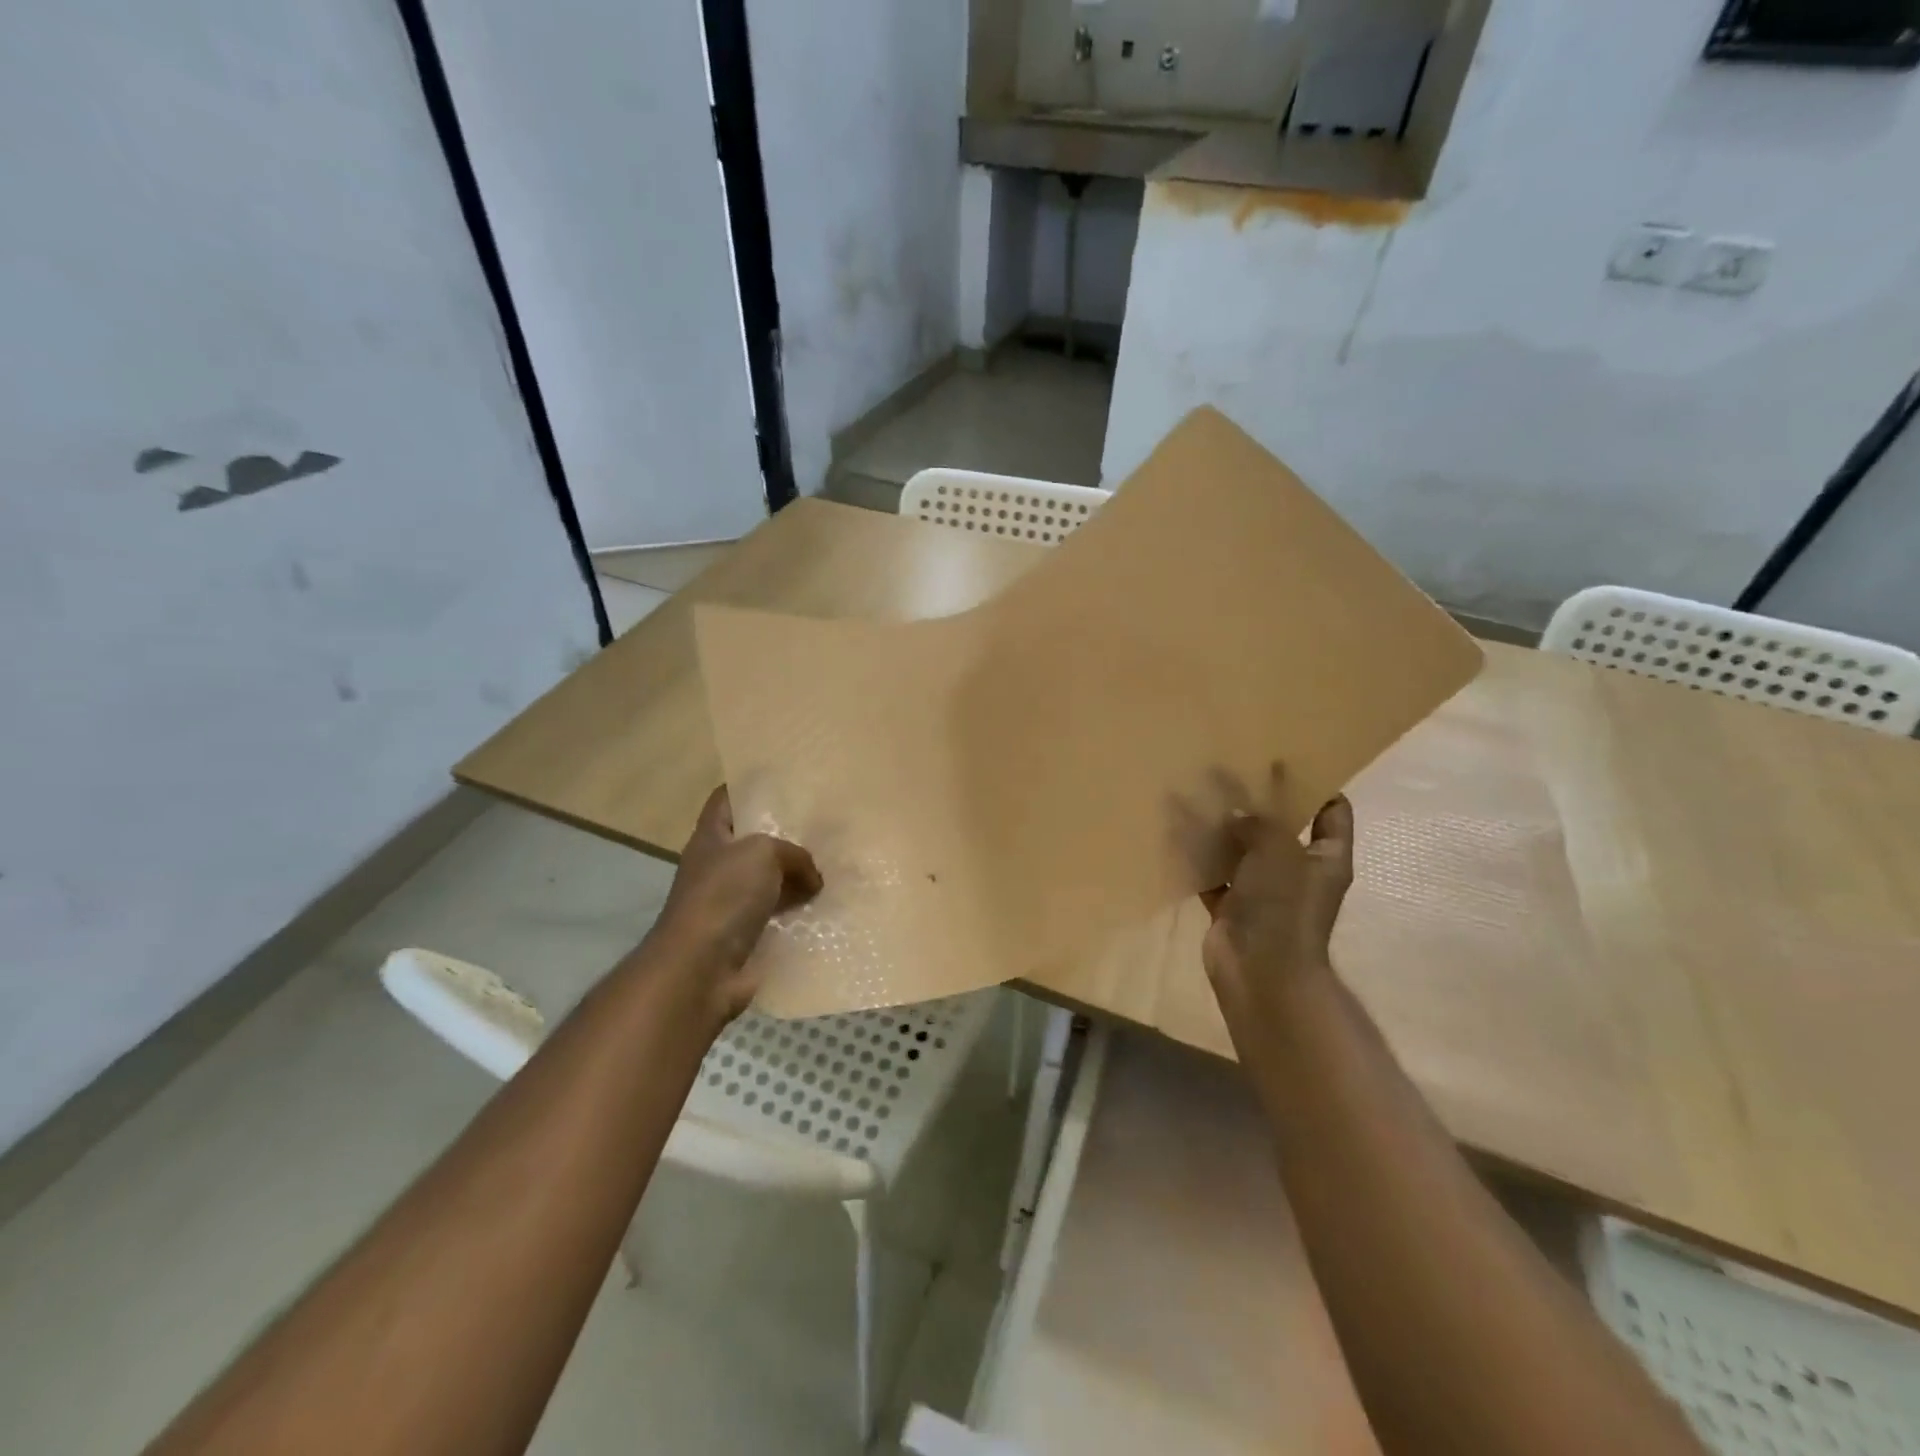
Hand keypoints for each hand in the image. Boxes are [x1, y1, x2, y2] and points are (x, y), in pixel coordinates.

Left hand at [649, 786, 822, 1022]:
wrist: (700, 969)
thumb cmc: (723, 897)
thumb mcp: (762, 853)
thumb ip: (793, 854)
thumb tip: (813, 878)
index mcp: (710, 839)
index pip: (725, 801)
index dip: (748, 786)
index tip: (783, 780)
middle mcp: (717, 868)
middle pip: (753, 842)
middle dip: (785, 835)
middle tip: (823, 825)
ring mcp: (730, 905)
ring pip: (770, 882)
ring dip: (797, 879)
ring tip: (836, 867)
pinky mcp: (745, 937)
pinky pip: (779, 917)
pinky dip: (800, 914)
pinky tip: (829, 908)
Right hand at [1200, 764, 1354, 1029]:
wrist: (1261, 974)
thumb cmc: (1283, 907)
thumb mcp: (1278, 851)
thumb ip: (1259, 823)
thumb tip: (1236, 813)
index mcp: (1325, 856)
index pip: (1331, 810)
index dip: (1313, 782)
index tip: (1283, 758)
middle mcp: (1297, 869)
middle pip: (1278, 825)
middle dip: (1254, 799)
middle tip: (1226, 769)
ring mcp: (1262, 890)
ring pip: (1240, 848)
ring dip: (1219, 826)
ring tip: (1192, 794)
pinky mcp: (1231, 905)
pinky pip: (1212, 872)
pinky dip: (1196, 856)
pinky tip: (1173, 832)